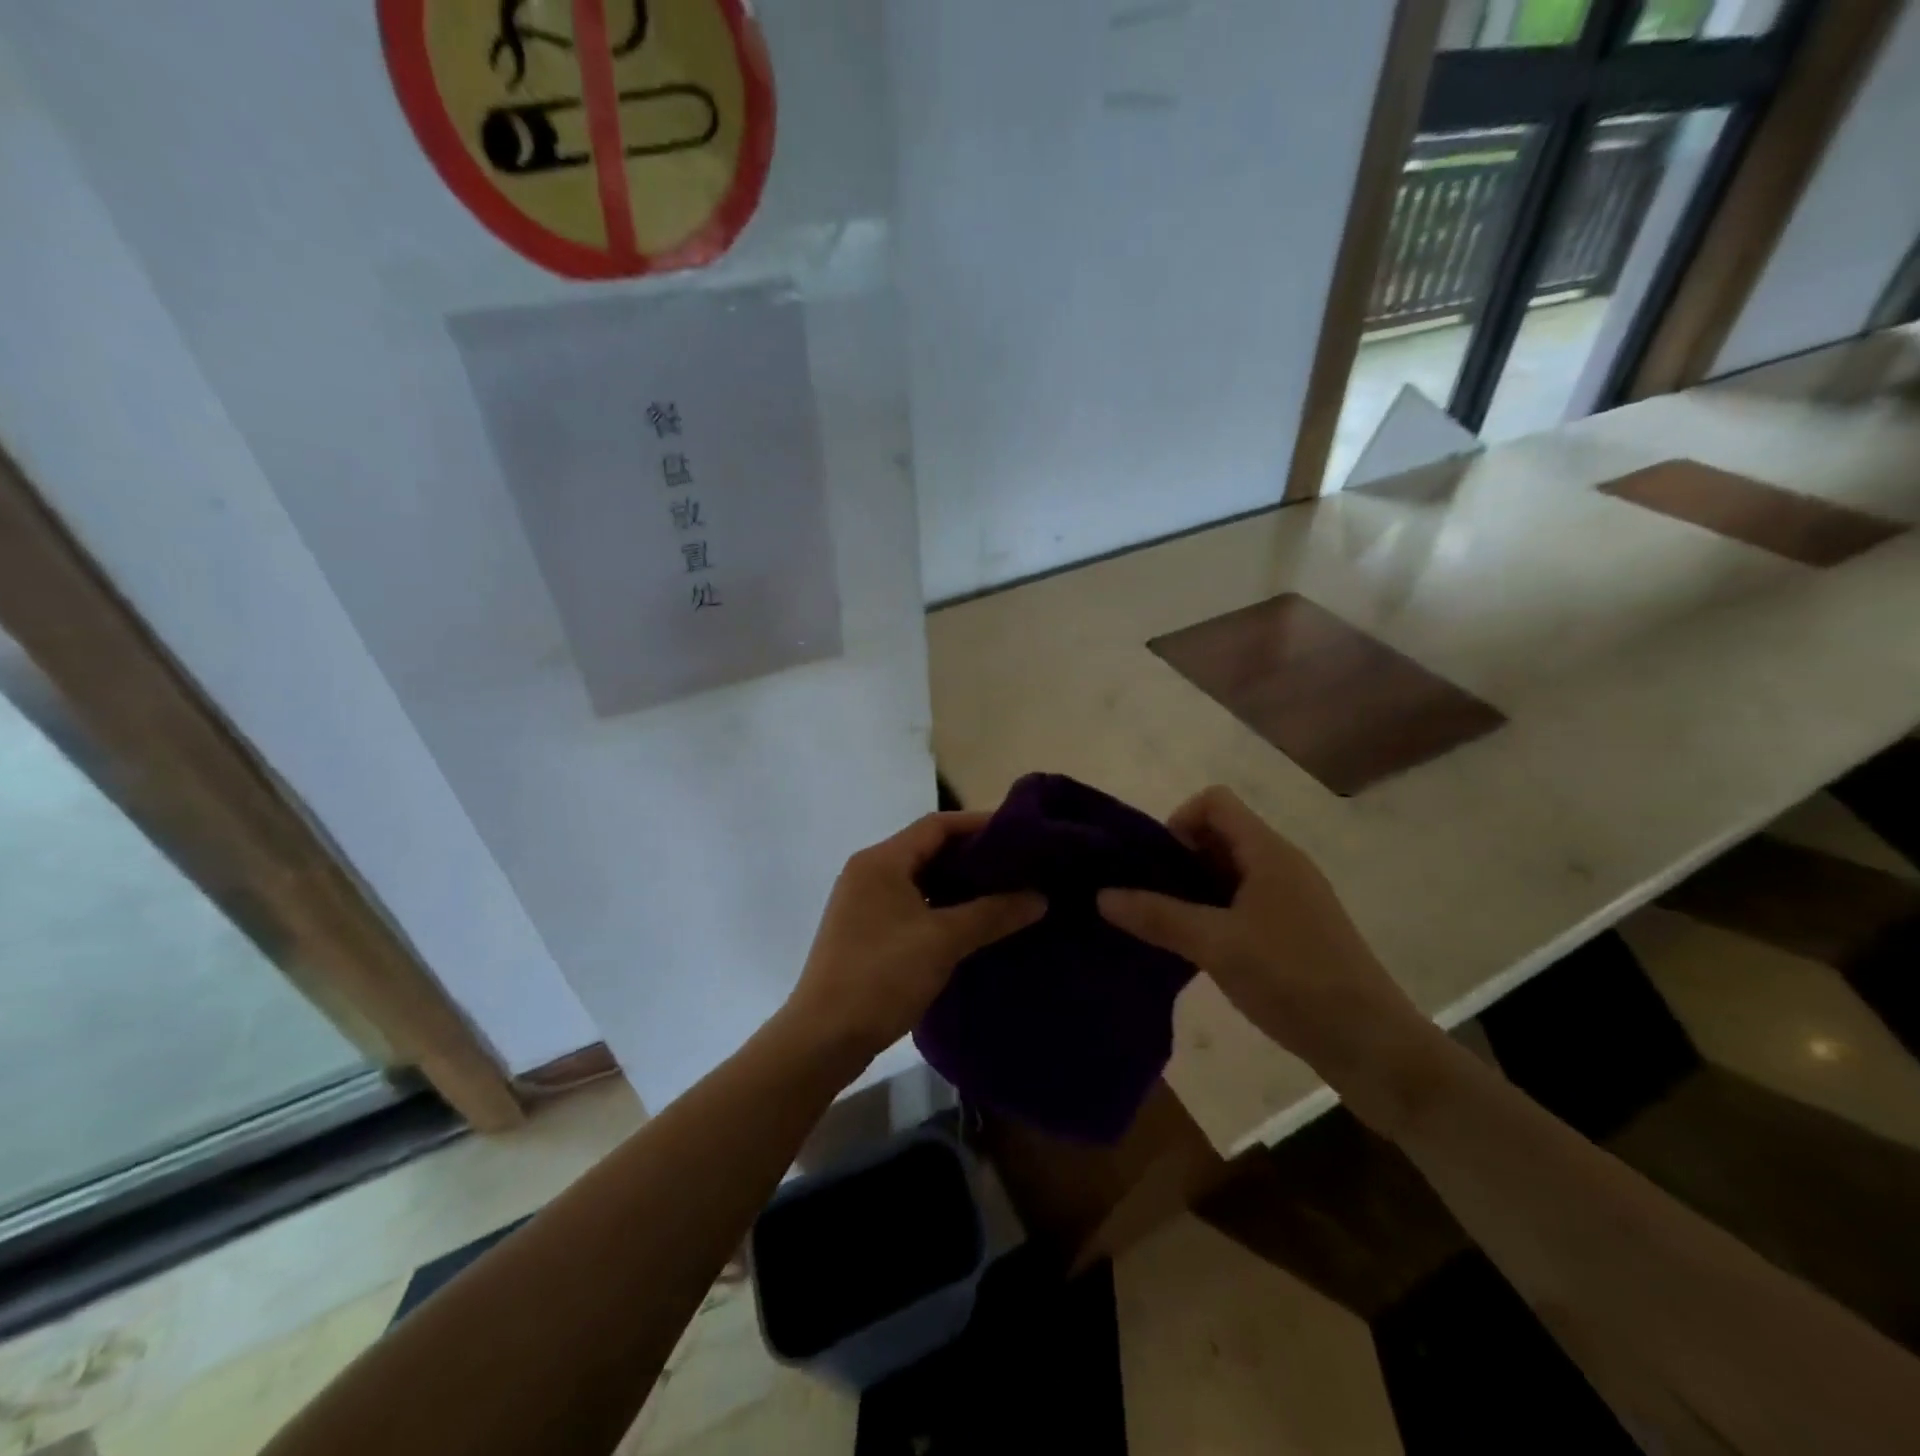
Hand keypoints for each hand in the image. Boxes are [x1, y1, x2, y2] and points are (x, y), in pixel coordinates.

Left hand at [782, 812, 1044, 1065]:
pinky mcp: (865, 930)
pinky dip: (941, 906)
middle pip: (928, 849)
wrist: (822, 1038)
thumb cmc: (881, 976)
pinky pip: (911, 903)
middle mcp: (869, 871)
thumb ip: (992, 913)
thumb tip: (1040, 897)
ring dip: (958, 884)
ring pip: (920, 878)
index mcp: (882, 860)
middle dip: (973, 856)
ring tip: (1003, 893)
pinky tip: (971, 923)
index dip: (979, 824)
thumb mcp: (943, 941)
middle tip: (1018, 867)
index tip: (1020, 834)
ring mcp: (863, 902)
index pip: (937, 825)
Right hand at [1097, 787, 1428, 1103]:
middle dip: (1178, 858)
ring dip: (1194, 890)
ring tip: (1165, 926)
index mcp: (1269, 852)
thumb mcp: (1217, 945)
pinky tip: (1198, 950)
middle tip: (1150, 899)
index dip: (1178, 822)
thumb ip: (1158, 916)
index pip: (1214, 802)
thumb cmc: (1294, 980)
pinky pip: (1244, 903)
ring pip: (1230, 872)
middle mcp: (1282, 865)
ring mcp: (1291, 900)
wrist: (1372, 1046)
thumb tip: (1102, 895)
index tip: (1157, 867)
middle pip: (1219, 834)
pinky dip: (1215, 914)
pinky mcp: (1295, 932)